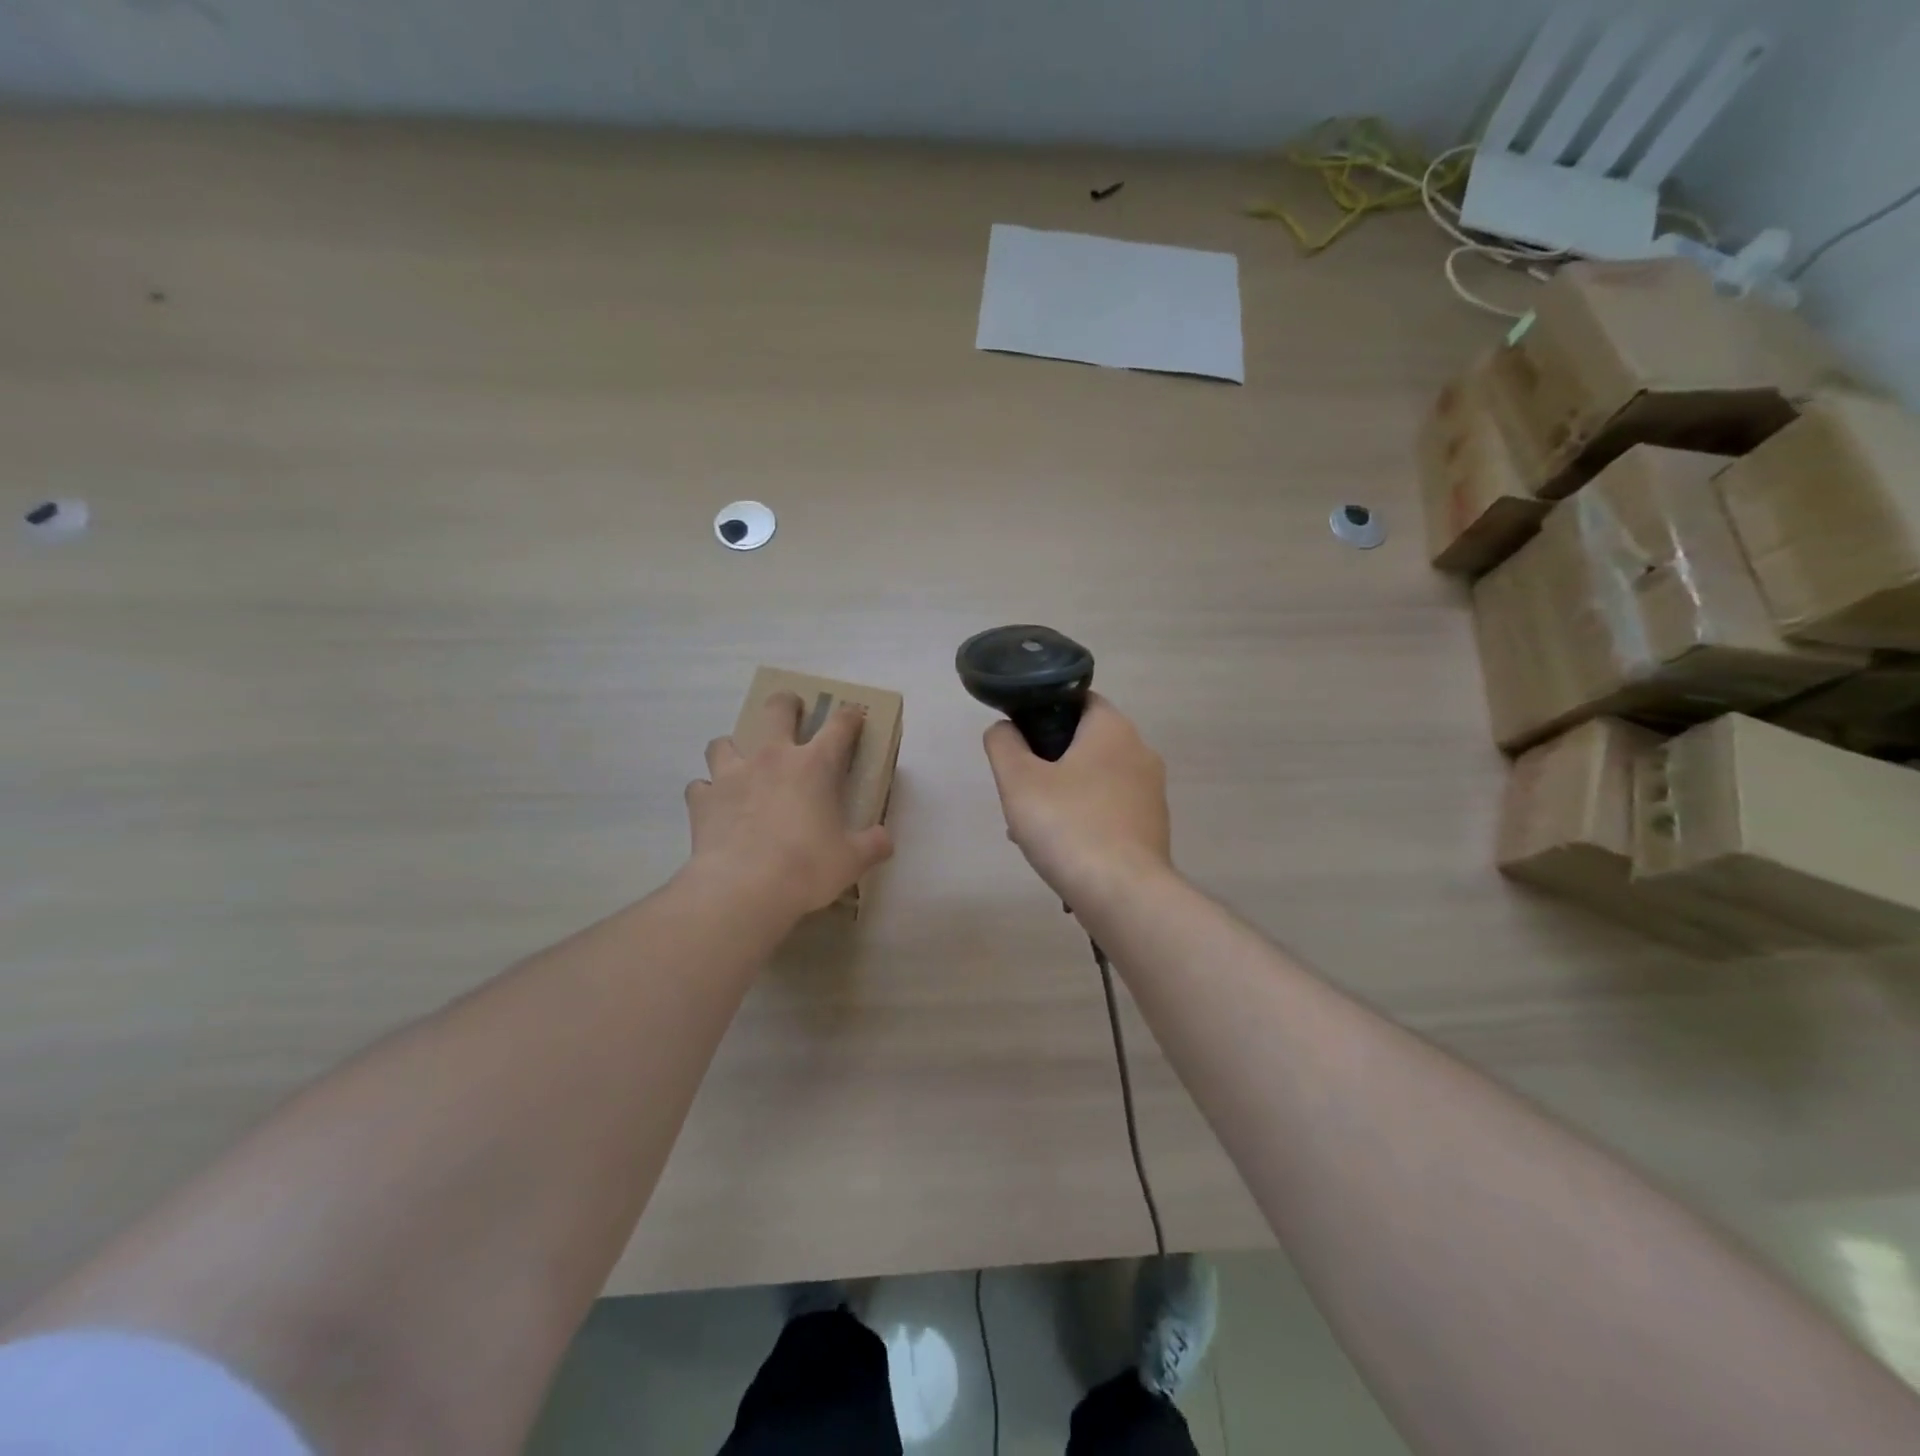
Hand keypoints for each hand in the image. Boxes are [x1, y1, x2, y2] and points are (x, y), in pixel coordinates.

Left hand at [685, 693, 893, 921]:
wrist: (743, 890)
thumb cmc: (806, 868)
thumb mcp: (852, 860)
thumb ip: (872, 845)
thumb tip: (885, 840)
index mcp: (814, 765)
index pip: (839, 725)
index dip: (850, 716)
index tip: (854, 715)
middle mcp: (772, 758)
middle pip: (776, 709)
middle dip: (786, 704)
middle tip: (791, 712)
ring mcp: (731, 775)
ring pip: (724, 742)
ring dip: (734, 748)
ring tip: (741, 764)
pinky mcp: (702, 800)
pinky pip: (700, 786)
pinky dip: (708, 792)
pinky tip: (716, 807)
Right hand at [982, 694, 1173, 904]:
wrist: (1123, 894)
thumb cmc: (1067, 825)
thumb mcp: (1018, 780)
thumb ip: (1003, 743)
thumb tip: (1005, 729)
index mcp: (1113, 729)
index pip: (1078, 700)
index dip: (1044, 713)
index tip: (1019, 742)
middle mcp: (1140, 752)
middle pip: (1084, 743)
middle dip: (1048, 764)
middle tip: (1020, 791)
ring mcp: (1151, 793)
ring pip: (1095, 781)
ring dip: (1062, 796)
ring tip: (1030, 830)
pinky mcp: (1152, 828)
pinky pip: (1109, 811)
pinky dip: (1084, 820)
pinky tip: (1060, 850)